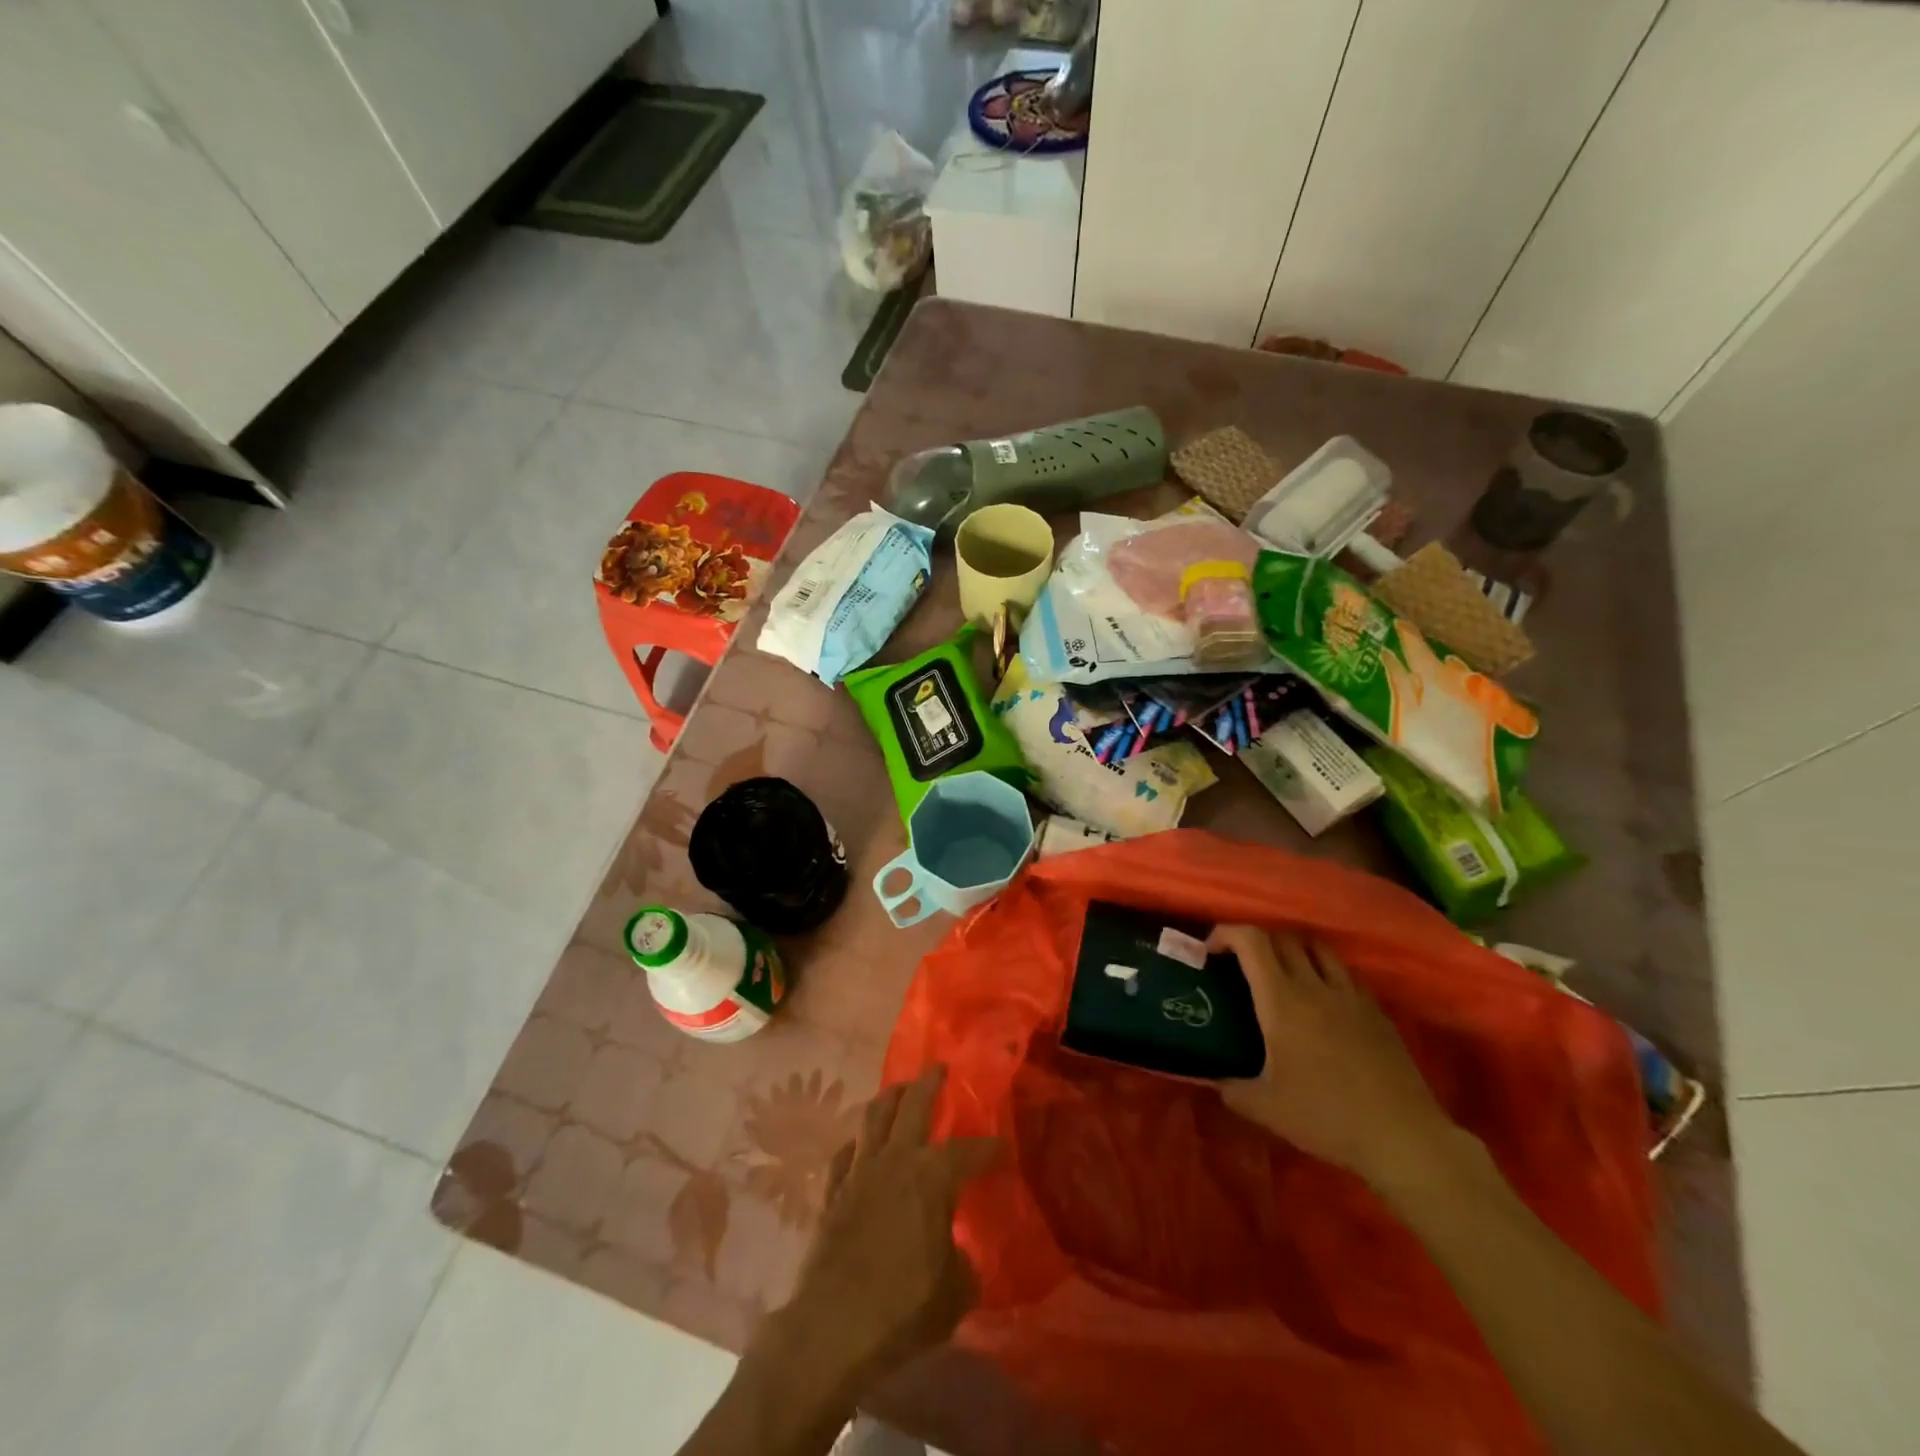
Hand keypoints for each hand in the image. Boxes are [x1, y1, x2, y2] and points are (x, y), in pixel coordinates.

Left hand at [780, 1065, 999, 1392]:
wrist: (834, 1326)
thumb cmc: (905, 1306)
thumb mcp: (956, 1291)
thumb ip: (963, 1263)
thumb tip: (958, 1254)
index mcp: (932, 1176)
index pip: (969, 1151)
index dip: (989, 1148)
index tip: (1002, 1147)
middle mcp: (896, 1159)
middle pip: (913, 1104)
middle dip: (929, 1083)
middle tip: (938, 1068)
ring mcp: (859, 1171)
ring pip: (874, 1116)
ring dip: (889, 1097)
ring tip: (899, 1089)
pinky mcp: (832, 1191)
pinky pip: (845, 1153)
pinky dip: (857, 1143)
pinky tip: (860, 1144)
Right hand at [1207, 925, 1455, 1185]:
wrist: (1403, 1138)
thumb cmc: (1327, 1118)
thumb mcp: (1265, 1109)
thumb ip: (1230, 1088)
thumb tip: (1210, 1078)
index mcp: (1282, 1001)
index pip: (1251, 941)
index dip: (1226, 933)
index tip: (1211, 950)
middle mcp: (1315, 986)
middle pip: (1283, 936)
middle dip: (1256, 940)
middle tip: (1242, 963)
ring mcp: (1351, 995)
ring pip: (1318, 948)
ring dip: (1293, 949)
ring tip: (1282, 972)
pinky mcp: (1377, 1011)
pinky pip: (1345, 974)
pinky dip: (1325, 972)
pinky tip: (1322, 1000)